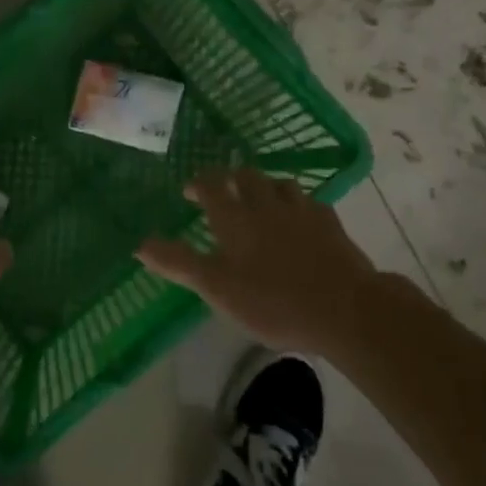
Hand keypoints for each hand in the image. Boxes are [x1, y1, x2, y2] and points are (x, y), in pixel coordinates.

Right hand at [137, 168, 379, 354]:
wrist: (346, 309)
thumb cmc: (272, 301)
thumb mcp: (217, 288)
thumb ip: (179, 263)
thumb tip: (139, 244)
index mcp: (234, 218)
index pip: (212, 184)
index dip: (199, 183)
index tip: (191, 192)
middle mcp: (265, 204)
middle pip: (246, 176)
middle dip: (231, 179)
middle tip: (224, 194)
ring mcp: (301, 211)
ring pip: (279, 183)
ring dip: (265, 186)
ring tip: (260, 201)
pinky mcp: (330, 224)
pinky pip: (309, 202)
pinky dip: (297, 204)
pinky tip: (300, 218)